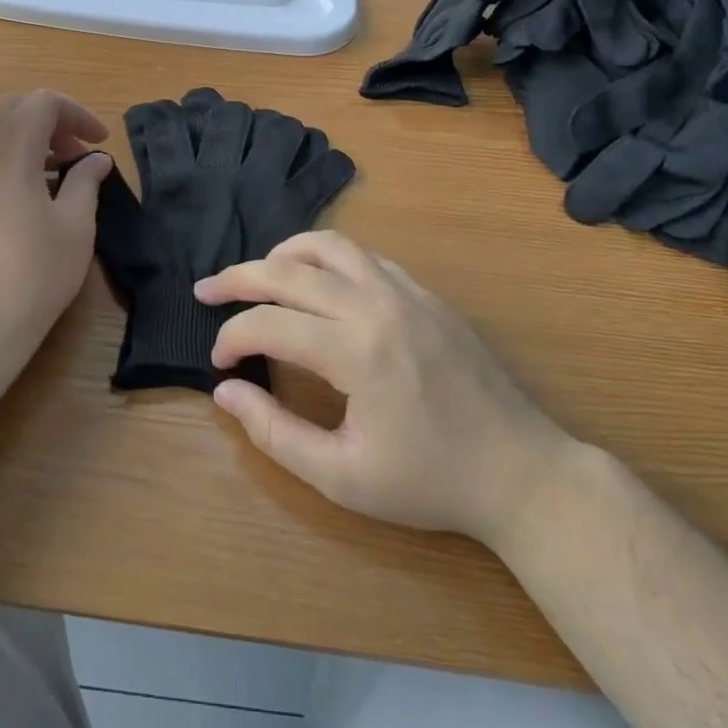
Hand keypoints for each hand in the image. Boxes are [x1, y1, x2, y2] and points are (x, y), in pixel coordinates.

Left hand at [0, 91, 111, 401]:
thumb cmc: (33, 275)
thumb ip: (86, 181)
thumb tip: (96, 158)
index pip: (42, 102)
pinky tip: (32, 197)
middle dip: (52, 121)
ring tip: (60, 175)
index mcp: (11, 152)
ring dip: (30, 141)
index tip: (99, 141)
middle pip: (14, 110)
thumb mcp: (75, 226)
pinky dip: (11, 161)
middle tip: (79, 152)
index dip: (77, 113)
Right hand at [199, 232, 571, 548]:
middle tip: (206, 290)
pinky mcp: (425, 293)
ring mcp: (405, 291)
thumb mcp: (341, 477)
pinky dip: (328, 258)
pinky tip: (318, 282)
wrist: (521, 472)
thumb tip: (226, 391)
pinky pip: (365, 257)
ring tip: (258, 274)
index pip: (269, 324)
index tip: (218, 363)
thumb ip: (274, 432)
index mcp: (355, 350)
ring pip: (330, 245)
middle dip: (238, 278)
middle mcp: (376, 304)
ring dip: (284, 254)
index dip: (232, 337)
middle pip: (289, 270)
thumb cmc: (429, 482)